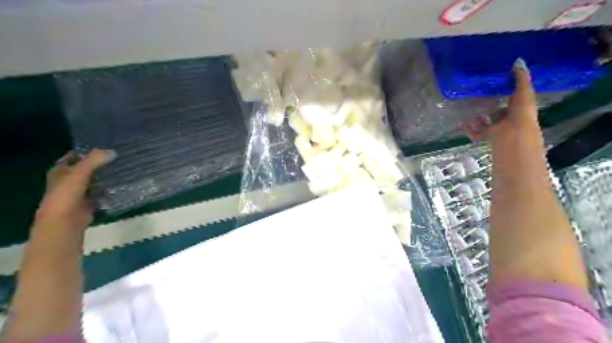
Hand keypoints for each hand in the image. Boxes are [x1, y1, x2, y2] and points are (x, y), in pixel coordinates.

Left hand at [33, 151, 115, 232]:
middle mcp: (67, 182)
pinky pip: (100, 193)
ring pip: (93, 181)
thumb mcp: (79, 173)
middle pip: (84, 169)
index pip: (71, 158)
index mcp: (59, 172)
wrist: (65, 222)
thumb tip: (112, 151)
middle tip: (115, 157)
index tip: (101, 147)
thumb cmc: (66, 195)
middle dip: (97, 164)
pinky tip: (120, 185)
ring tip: (121, 169)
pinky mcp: (88, 204)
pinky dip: (108, 190)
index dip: (83, 152)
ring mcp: (77, 194)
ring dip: (104, 177)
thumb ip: (94, 160)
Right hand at [462, 59, 541, 143]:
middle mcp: (509, 120)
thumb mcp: (524, 94)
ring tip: (467, 110)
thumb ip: (521, 79)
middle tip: (477, 98)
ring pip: (486, 123)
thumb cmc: (521, 115)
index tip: (495, 84)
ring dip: (477, 118)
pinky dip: (468, 129)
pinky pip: (475, 133)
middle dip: (489, 106)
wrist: (513, 138)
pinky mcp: (487, 137)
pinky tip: (461, 122)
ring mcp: (498, 130)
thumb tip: (518, 60)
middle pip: (498, 112)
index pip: (514, 100)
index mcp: (520, 109)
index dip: (507, 92)